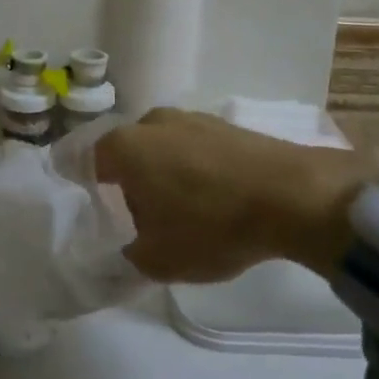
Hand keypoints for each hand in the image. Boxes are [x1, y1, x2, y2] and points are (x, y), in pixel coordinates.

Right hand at [95, 109, 375, 282]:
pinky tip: (214, 200)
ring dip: (164, 176)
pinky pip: (196, 150)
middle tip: (137, 221)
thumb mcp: (157, 260)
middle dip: (127, 185)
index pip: (84, 164)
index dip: (85, 193)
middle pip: (126, 155)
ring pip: (162, 150)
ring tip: (182, 213)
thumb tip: (125, 248)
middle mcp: (152, 122)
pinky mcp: (227, 126)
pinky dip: (196, 172)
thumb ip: (126, 256)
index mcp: (124, 146)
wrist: (293, 196)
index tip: (95, 220)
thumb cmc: (211, 225)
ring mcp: (194, 118)